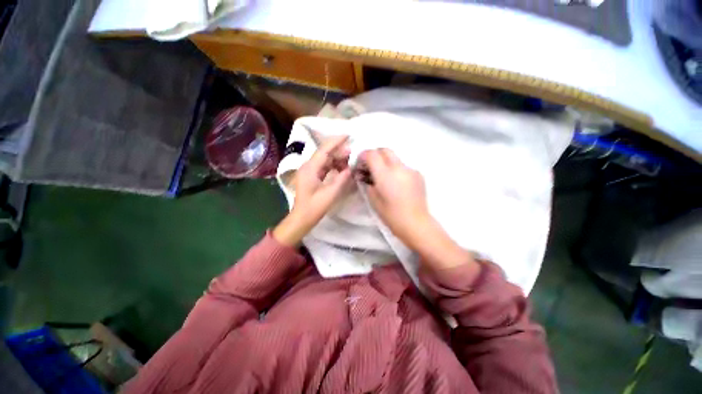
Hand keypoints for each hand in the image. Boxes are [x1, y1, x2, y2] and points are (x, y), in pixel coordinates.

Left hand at [273, 135, 351, 245]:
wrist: (302, 218)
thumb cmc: (314, 207)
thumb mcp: (330, 194)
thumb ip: (342, 179)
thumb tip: (351, 167)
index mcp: (310, 168)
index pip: (324, 150)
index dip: (336, 141)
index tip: (348, 135)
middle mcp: (308, 166)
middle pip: (325, 153)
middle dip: (340, 151)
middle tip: (354, 153)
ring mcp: (309, 171)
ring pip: (325, 159)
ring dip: (338, 159)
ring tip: (351, 162)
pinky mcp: (312, 176)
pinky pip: (324, 166)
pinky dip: (334, 166)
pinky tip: (343, 169)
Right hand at [358, 148, 430, 247]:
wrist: (415, 223)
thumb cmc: (391, 214)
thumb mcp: (373, 199)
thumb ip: (367, 182)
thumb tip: (364, 174)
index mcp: (385, 174)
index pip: (372, 154)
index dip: (363, 156)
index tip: (360, 164)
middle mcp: (399, 167)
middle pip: (385, 150)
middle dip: (375, 154)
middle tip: (370, 166)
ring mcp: (411, 169)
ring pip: (395, 157)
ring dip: (386, 162)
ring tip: (383, 176)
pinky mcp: (418, 174)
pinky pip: (403, 166)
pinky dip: (396, 169)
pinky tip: (395, 182)